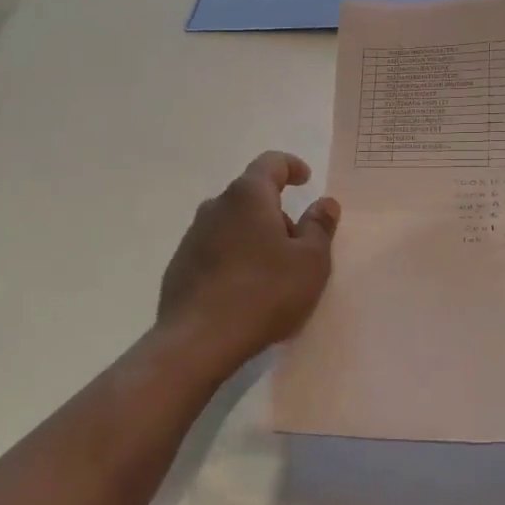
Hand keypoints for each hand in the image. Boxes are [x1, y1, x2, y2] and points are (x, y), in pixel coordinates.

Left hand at [158, 152, 339, 367]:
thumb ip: (320, 227)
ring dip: (255, 236)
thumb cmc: (265, 293)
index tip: (306, 179)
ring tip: (273, 271)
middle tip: (298, 242)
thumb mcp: (311, 261)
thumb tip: (324, 203)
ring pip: (232, 224)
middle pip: (251, 196)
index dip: (292, 166)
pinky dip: (235, 257)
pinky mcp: (180, 266)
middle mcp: (216, 207)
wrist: (198, 341)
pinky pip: (216, 249)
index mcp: (248, 196)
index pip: (271, 163)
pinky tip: (246, 289)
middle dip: (276, 211)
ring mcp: (193, 236)